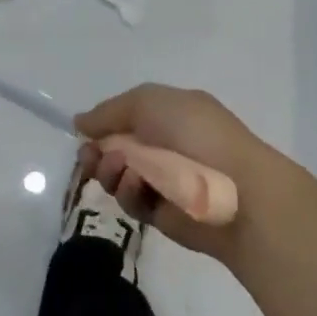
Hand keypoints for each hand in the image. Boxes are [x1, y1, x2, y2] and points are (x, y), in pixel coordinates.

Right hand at [74, 84, 285, 258]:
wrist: (236, 190)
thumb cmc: (195, 134)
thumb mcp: (148, 102)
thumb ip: (109, 111)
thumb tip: (80, 122)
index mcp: (170, 114)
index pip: (126, 117)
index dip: (103, 124)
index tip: (84, 133)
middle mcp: (166, 145)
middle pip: (116, 148)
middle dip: (98, 151)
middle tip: (89, 157)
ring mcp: (165, 180)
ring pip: (119, 175)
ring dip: (110, 170)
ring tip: (117, 169)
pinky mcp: (163, 213)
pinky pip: (132, 201)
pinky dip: (128, 192)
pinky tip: (135, 185)